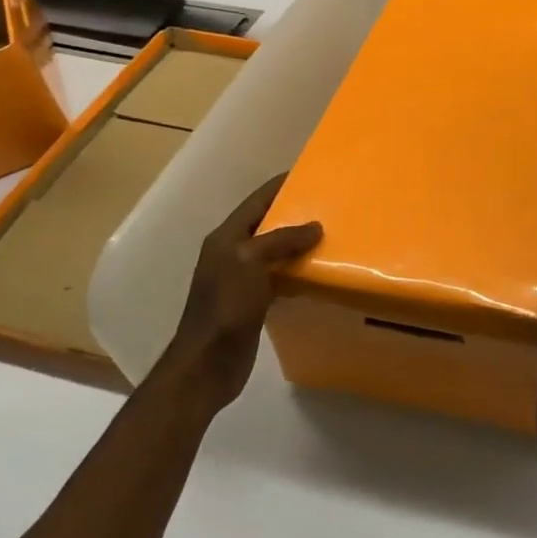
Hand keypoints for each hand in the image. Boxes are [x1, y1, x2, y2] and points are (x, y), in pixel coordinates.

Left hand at [159, 176, 319, 413]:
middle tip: (328, 205)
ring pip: (274, 252)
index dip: (280, 186)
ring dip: (297, 244)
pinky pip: (278, 277)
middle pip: (266, 225)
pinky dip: (296, 271)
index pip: (256, 201)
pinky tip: (317, 271)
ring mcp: (240, 280)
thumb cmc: (226, 305)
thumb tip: (315, 227)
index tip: (308, 173)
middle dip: (294, 214)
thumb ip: (282, 240)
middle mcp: (231, 254)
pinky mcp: (252, 303)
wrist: (207, 364)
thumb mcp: (251, 262)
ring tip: (330, 235)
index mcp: (226, 237)